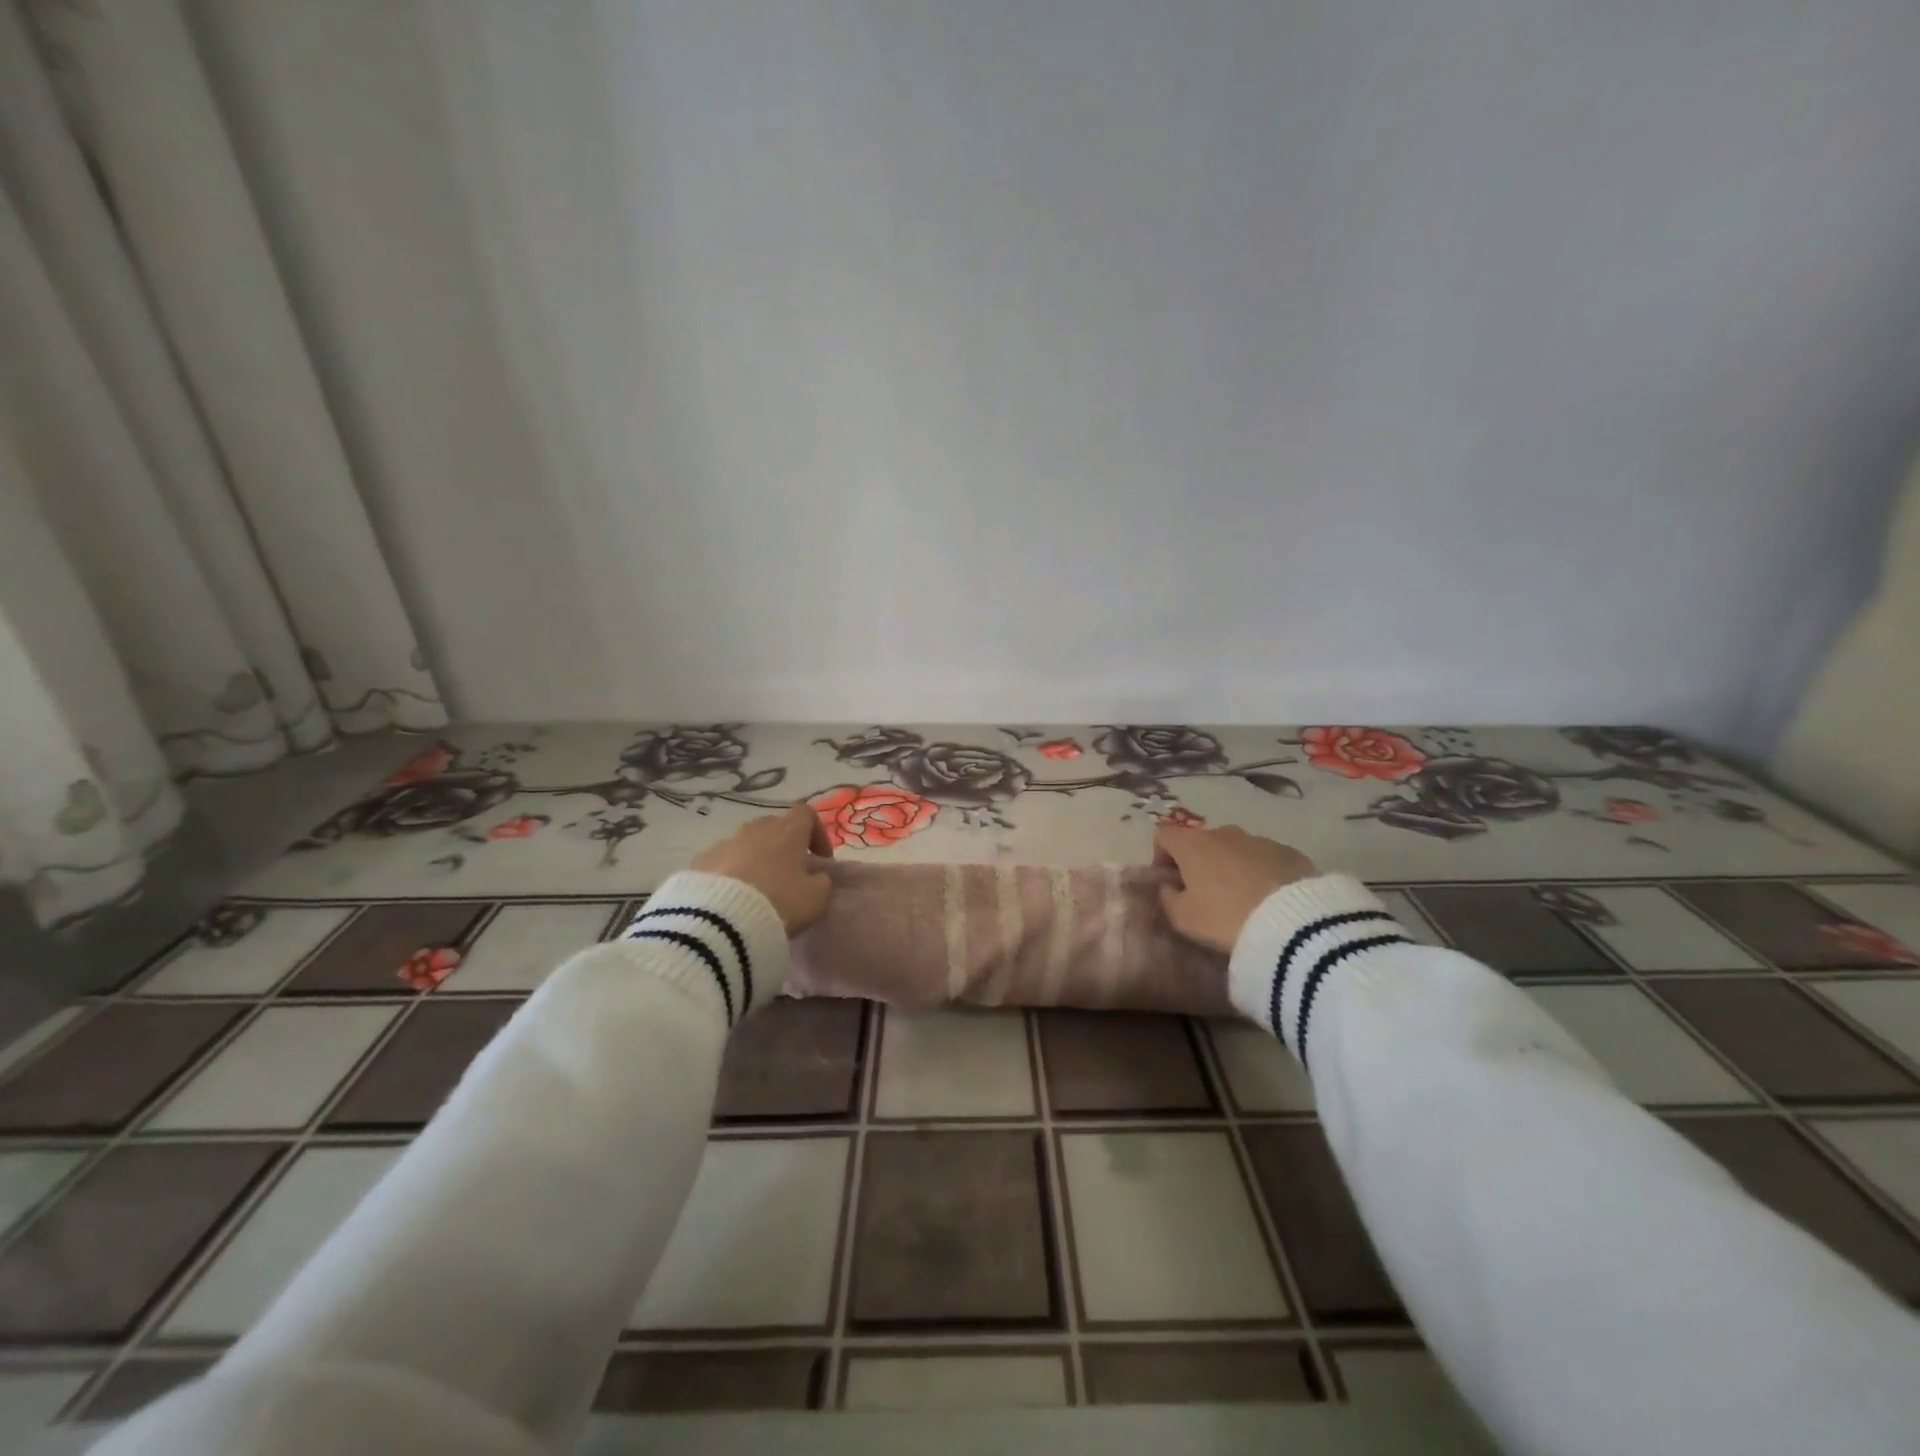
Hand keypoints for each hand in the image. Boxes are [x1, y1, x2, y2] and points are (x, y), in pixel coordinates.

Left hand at [692, 804, 834, 935]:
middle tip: (789, 874)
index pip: (806, 813)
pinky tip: (731, 898)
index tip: (820, 859)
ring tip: (758, 889)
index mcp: (787, 831)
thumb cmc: (779, 902)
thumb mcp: (815, 898)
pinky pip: (722, 861)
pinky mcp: (700, 861)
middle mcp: (755, 829)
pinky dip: (730, 873)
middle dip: (784, 845)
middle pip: (774, 826)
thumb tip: (818, 877)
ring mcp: (725, 843)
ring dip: (756, 859)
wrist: (720, 921)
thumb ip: (822, 882)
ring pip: (746, 843)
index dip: (817, 833)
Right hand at [1154, 823, 1318, 953]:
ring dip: (1230, 867)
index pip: (1164, 835)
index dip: (1160, 856)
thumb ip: (1168, 899)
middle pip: (1201, 842)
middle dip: (1198, 864)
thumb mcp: (1184, 918)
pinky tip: (1268, 900)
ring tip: (1241, 900)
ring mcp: (1259, 840)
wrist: (1293, 922)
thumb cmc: (1225, 917)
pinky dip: (1260, 873)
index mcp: (1192, 844)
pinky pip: (1264, 859)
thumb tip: (1168, 887)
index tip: (1169, 882)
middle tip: (1204, 895)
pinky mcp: (1289, 852)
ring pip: (1235, 850)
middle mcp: (1224, 833)